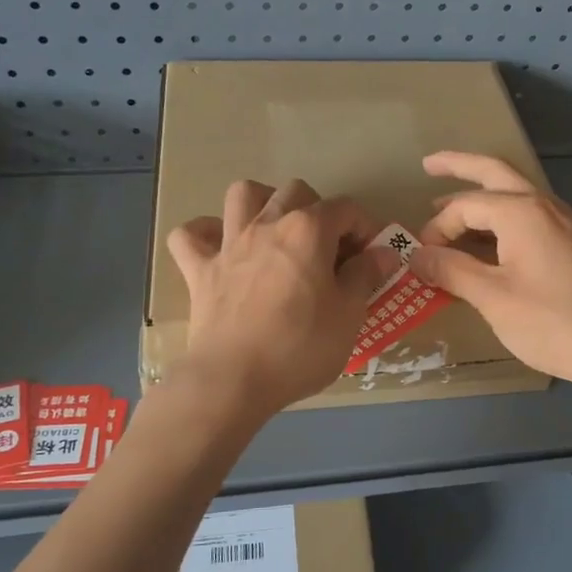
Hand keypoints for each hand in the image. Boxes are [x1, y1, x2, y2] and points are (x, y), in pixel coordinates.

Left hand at [166, 178, 396, 415]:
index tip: (372, 257)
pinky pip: (189, 236)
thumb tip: (381, 252)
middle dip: (318, 209)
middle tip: (328, 248)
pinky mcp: (199, 270)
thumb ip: (365, 276)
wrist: (234, 379)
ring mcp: (228, 244)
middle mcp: (267, 224)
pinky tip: (219, 247)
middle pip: (296, 191)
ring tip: (276, 230)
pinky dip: (204, 234)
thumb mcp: (349, 315)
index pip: (346, 209)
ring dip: (262, 203)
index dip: (365, 228)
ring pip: (241, 195)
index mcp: (308, 231)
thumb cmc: (301, 347)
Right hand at [408, 152, 571, 394]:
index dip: (436, 229)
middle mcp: (543, 206)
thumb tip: (416, 255)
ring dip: (482, 195)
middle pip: (495, 173)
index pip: (464, 206)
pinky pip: (528, 219)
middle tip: (428, 164)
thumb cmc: (553, 322)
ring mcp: (562, 224)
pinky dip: (500, 221)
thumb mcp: (493, 297)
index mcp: (521, 212)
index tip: (420, 260)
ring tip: (451, 208)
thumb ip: (452, 271)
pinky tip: (488, 243)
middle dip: (460, 166)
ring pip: (515, 195)